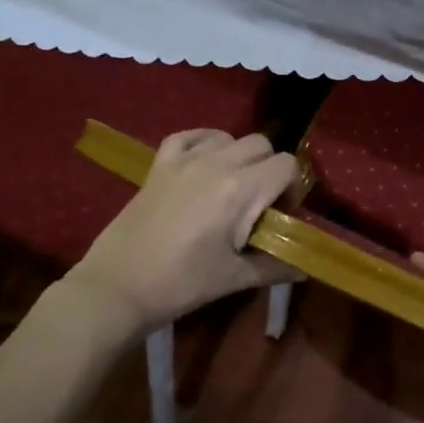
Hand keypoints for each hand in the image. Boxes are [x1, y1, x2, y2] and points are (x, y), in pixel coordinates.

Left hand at [66, 130, 301, 340]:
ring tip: (230, 189)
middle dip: (269, 170)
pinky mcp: (159, 164)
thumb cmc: (182, 284)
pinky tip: (204, 164)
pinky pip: (190, 135)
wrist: (119, 286)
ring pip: (229, 137)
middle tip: (258, 205)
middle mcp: (216, 163)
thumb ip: (276, 267)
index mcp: (240, 190)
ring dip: (239, 157)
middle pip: (262, 145)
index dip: (292, 188)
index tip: (279, 215)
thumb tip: (304, 268)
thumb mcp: (235, 278)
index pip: (287, 165)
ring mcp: (184, 159)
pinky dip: (204, 143)